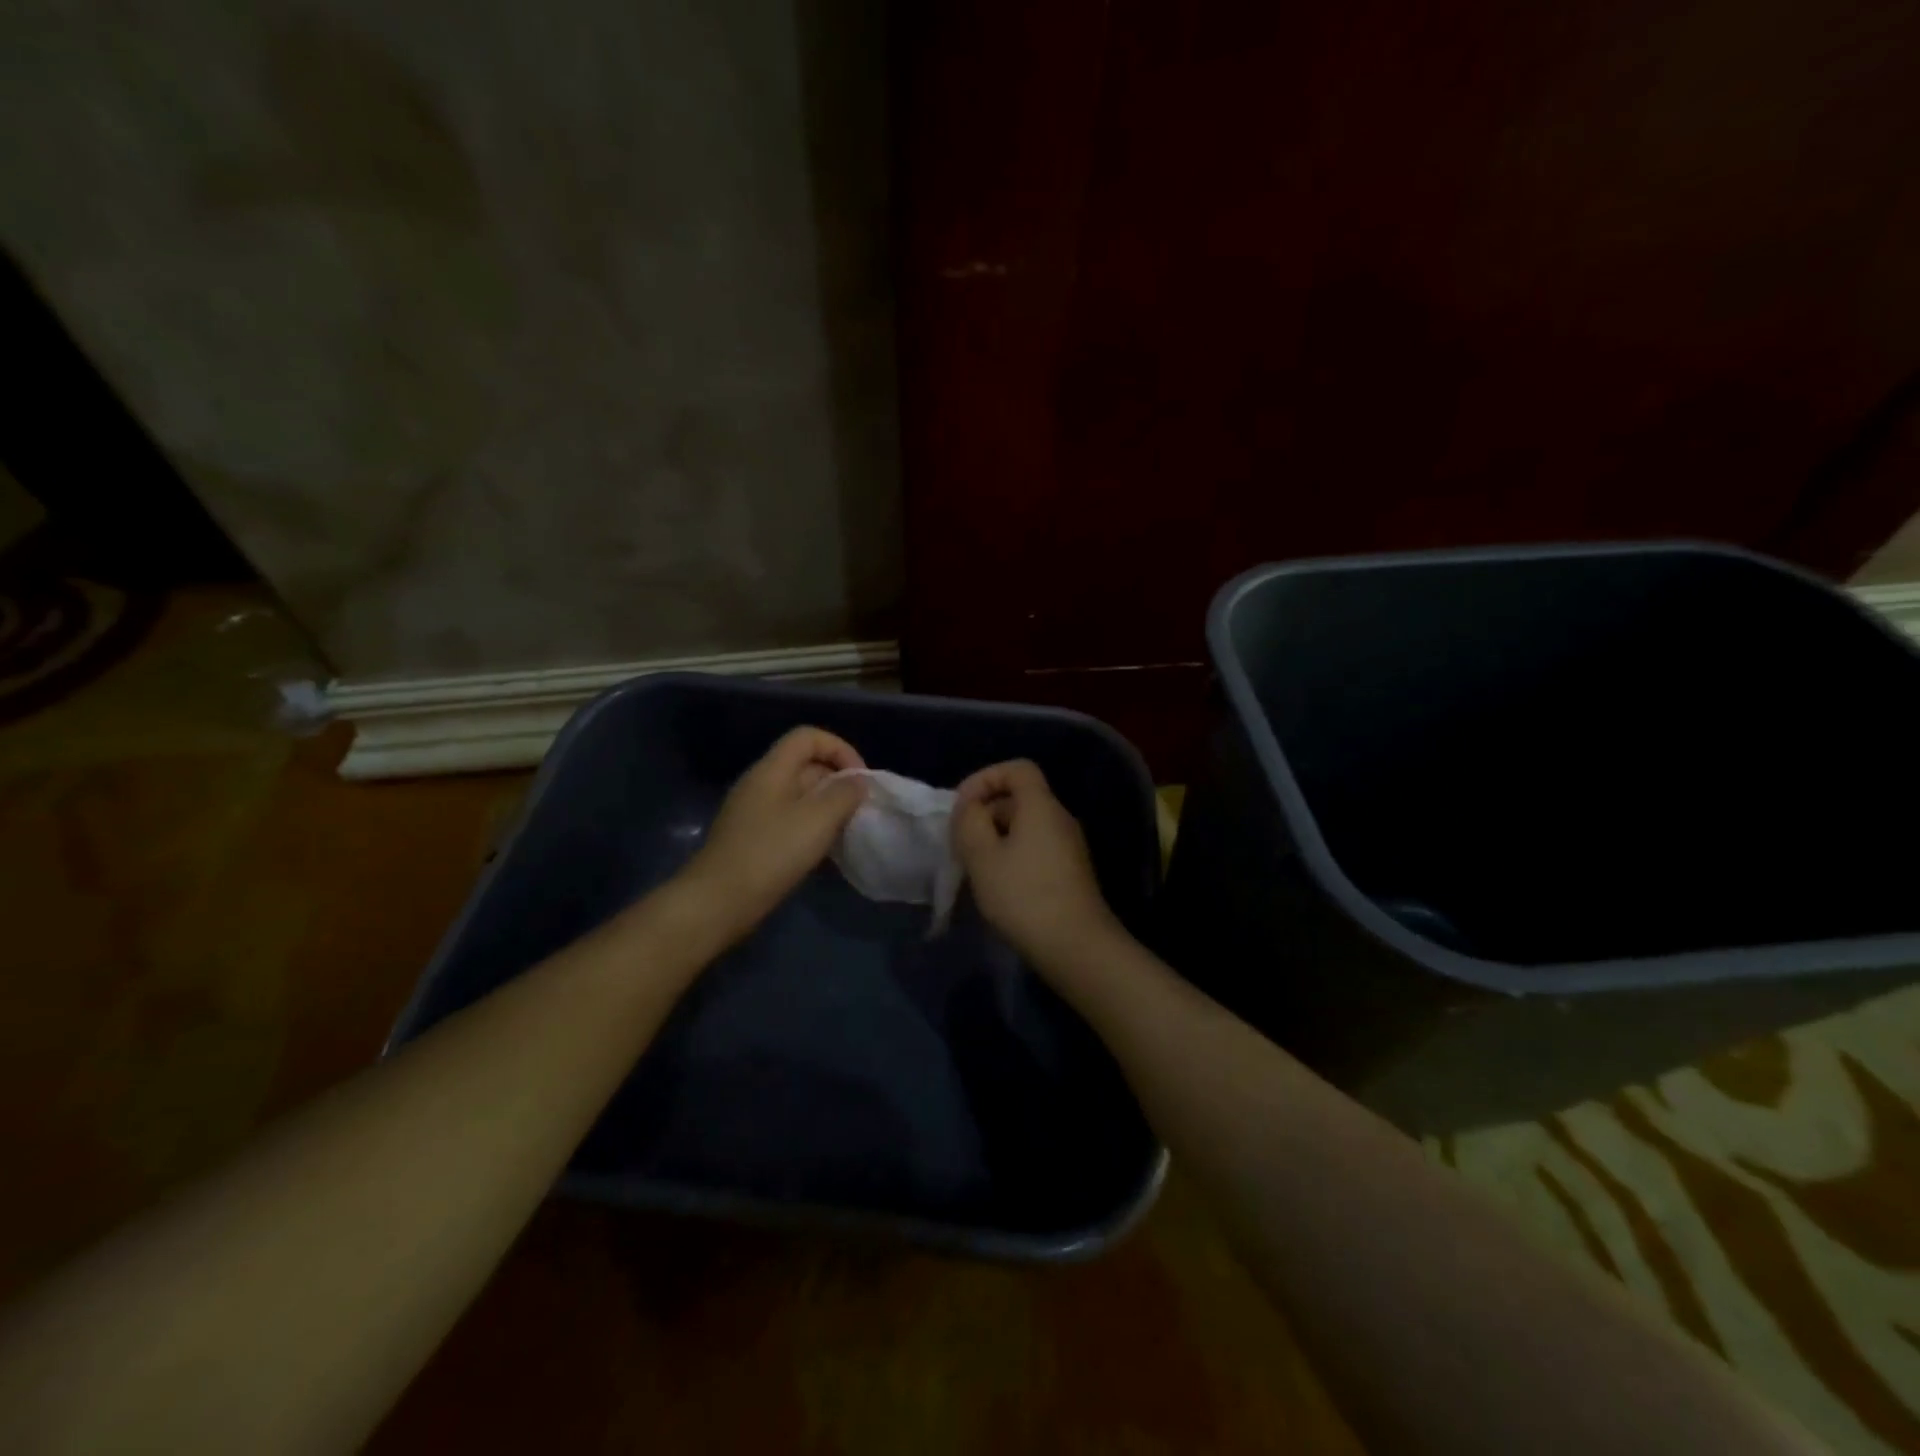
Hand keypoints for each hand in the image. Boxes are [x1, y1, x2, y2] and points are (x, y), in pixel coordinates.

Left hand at [677, 727, 867, 943]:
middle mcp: (761, 784)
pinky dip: (812, 831)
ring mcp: (755, 813)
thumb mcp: (817, 820)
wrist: (718, 903)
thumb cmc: (771, 854)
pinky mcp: (754, 840)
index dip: (840, 749)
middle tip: (859, 811)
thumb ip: (844, 794)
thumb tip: (858, 781)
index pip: (808, 737)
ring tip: (847, 833)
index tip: (861, 779)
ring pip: (800, 797)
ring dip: (828, 810)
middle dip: (838, 782)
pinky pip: (790, 822)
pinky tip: (826, 855)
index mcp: (772, 770)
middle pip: (806, 766)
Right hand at [952, 760, 1119, 966]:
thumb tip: (971, 808)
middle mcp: (1060, 818)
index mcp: (1041, 806)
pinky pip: (1037, 847)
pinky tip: (1000, 884)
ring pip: (1027, 825)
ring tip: (976, 866)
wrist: (1076, 946)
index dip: (985, 778)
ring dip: (997, 837)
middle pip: (1020, 797)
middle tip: (963, 842)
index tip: (963, 806)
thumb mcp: (982, 856)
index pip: (1017, 769)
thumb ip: (969, 822)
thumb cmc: (1024, 896)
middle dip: (986, 812)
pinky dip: (1013, 855)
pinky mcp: (1071, 871)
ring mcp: (1070, 846)